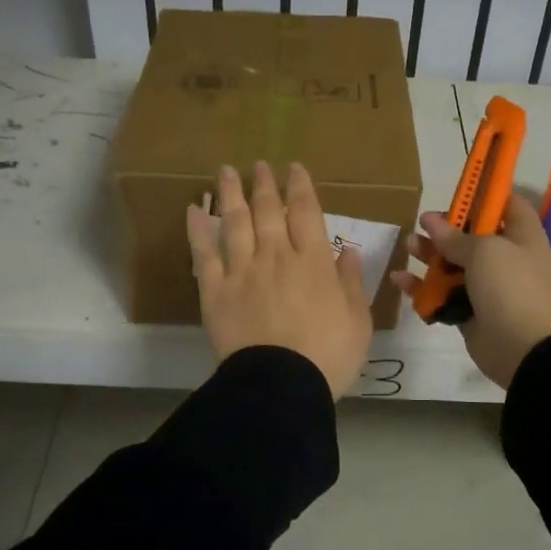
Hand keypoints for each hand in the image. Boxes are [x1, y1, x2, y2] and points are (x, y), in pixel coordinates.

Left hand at [186, 161, 373, 398]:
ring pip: (235, 222)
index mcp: (313, 262)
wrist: (280, 385)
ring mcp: (242, 271)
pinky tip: (193, 210)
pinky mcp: (215, 291)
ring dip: (232, 194)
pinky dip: (198, 229)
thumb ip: (351, 282)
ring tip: (227, 172)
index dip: (300, 187)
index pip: (306, 213)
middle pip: (268, 211)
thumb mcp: (357, 320)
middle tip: (260, 164)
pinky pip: (204, 253)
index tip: (294, 168)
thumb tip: (349, 250)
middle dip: (265, 184)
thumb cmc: (328, 355)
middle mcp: (277, 256)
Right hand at [391, 192, 550, 389]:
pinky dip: (422, 288)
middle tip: (421, 225)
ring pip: (454, 264)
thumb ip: (455, 236)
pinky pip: (443, 294)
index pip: (505, 204)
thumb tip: (430, 219)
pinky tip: (399, 280)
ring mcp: (488, 286)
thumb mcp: (485, 252)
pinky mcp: (470, 311)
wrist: (527, 349)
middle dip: (445, 229)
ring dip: (430, 255)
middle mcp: (506, 257)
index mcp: (521, 235)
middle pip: (472, 235)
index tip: (455, 191)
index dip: (482, 195)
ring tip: (408, 247)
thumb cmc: (512, 287)